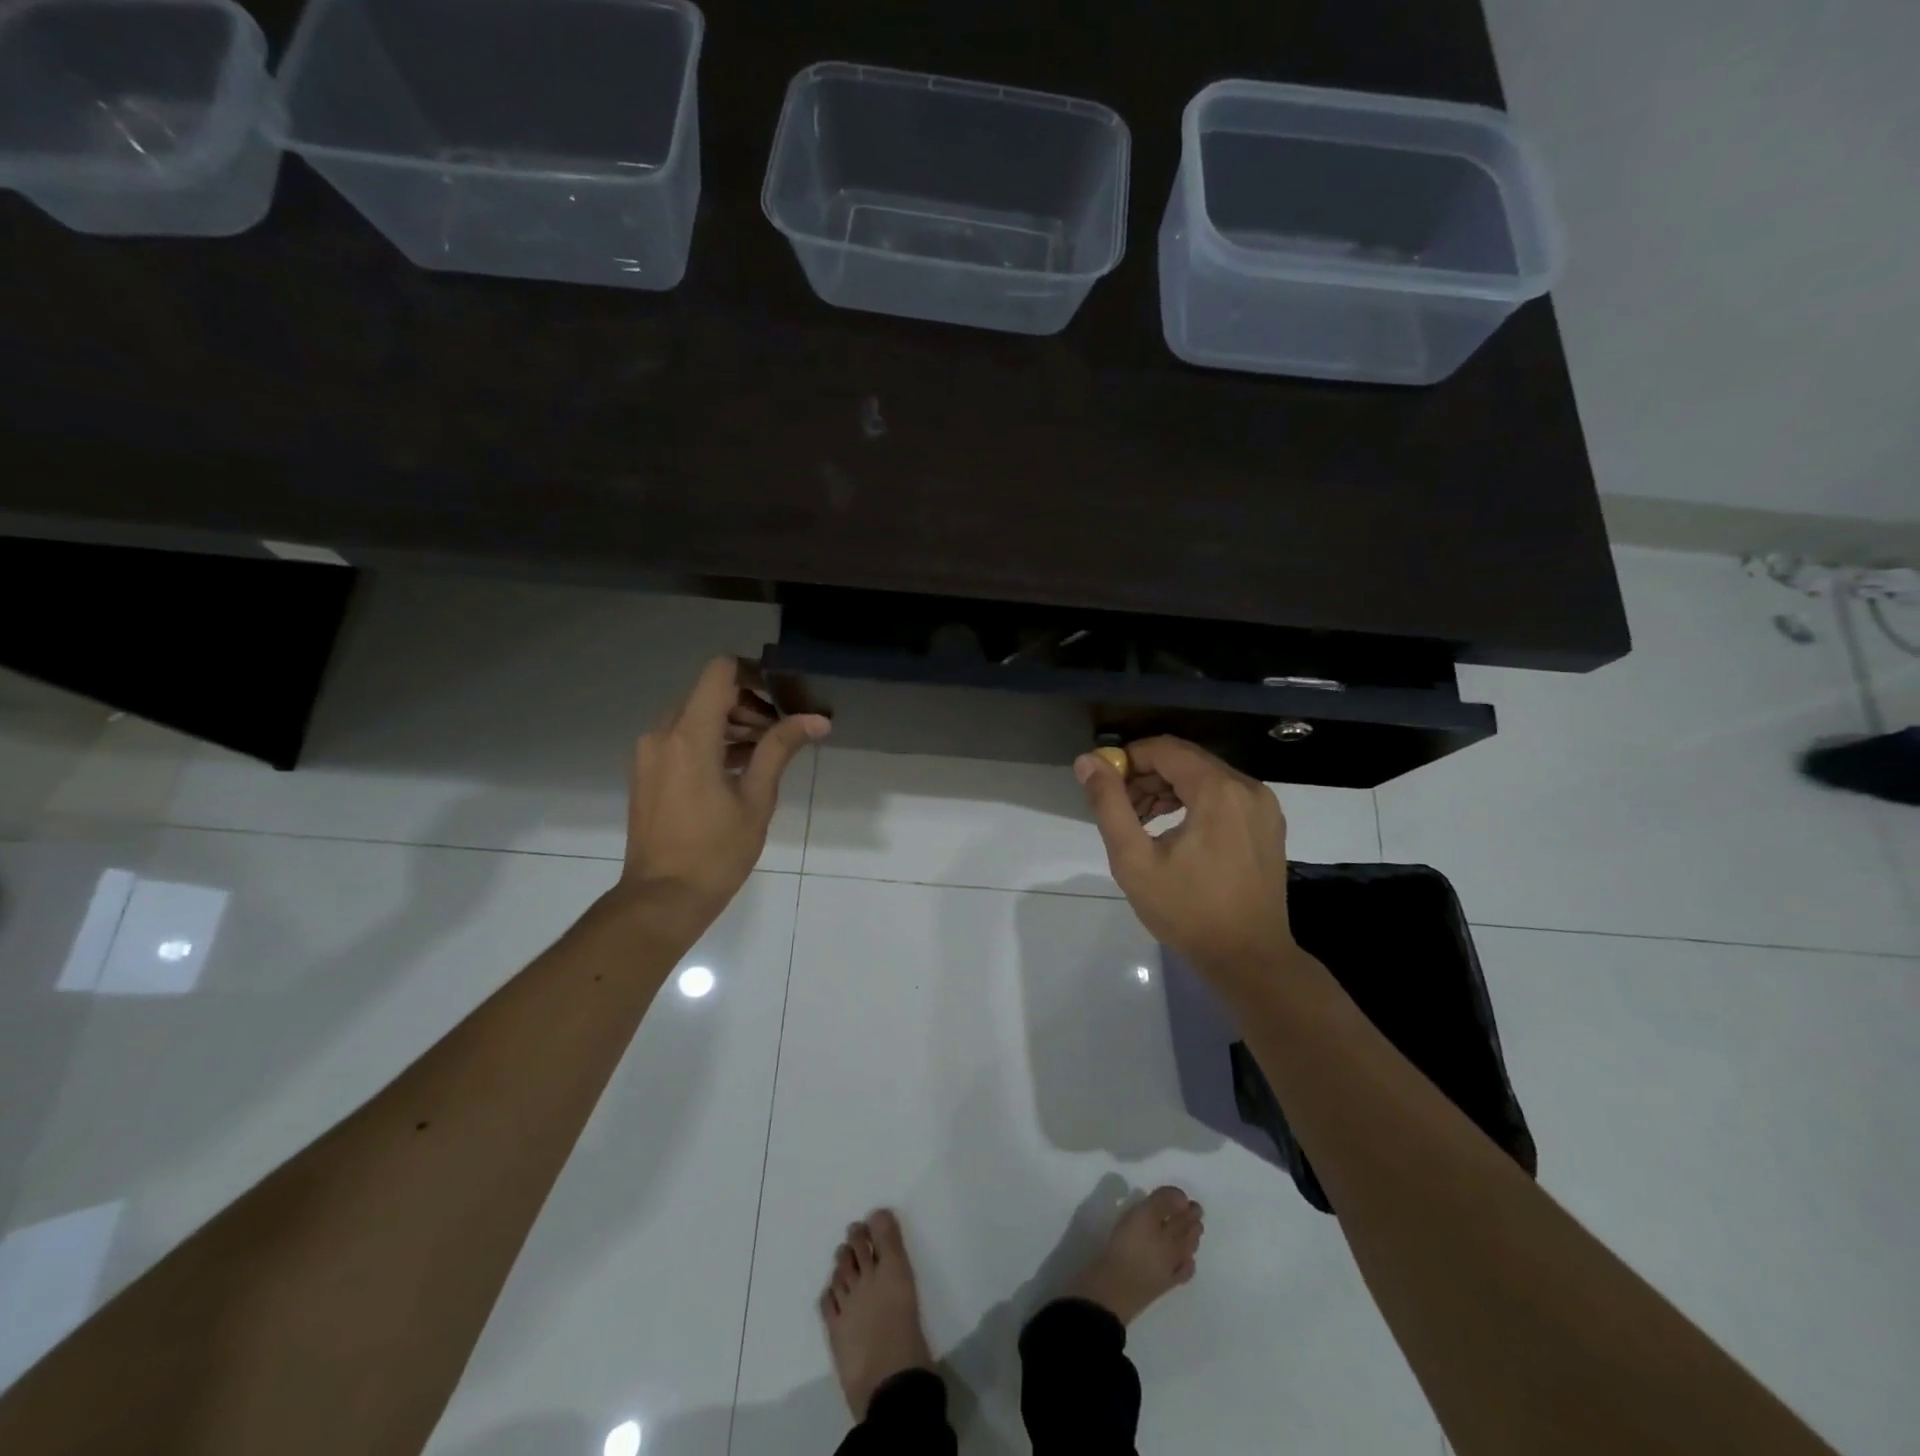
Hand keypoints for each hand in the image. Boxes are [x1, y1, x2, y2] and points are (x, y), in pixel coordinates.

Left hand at [618, 657, 829, 929]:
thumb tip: (816, 720)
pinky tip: (737, 770)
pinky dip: (709, 742)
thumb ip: (780, 749)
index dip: (753, 673)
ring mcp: (649, 754)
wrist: (662, 899)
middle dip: (747, 705)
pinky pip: (680, 739)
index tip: (781, 696)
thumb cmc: (715, 851)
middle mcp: (662, 734)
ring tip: (764, 754)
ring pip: (693, 717)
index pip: (720, 672)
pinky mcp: (646, 773)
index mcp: (689, 736)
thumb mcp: (756, 798)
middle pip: (708, 694)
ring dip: (729, 725)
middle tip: (780, 733)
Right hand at [1077, 736, 1296, 990]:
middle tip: (1120, 808)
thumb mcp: (1134, 860)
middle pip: (1185, 760)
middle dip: (1146, 776)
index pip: (1164, 749)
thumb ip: (1109, 804)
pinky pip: (1224, 795)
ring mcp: (1263, 806)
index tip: (1104, 785)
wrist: (1248, 958)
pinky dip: (1194, 802)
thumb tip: (1088, 761)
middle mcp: (1247, 787)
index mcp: (1217, 791)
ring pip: (1205, 776)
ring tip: (1141, 822)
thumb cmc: (1187, 911)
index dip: (1128, 759)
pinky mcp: (1268, 824)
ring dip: (1168, 789)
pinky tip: (1174, 831)